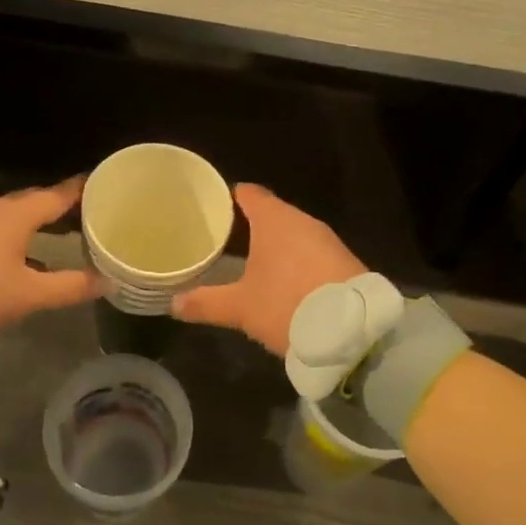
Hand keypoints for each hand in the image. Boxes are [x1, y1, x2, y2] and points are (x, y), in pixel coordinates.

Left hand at [0, 178, 100, 345]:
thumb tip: (108, 281)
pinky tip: (21, 256)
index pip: (56, 195)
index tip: (104, 185)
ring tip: (61, 233)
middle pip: (33, 201)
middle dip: (59, 205)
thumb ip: (71, 286)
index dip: (81, 190)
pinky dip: (14, 234)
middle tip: (87, 212)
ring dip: (36, 222)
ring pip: (11, 215)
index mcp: (13, 216)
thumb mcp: (28, 296)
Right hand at [172, 184, 365, 354]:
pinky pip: (312, 251)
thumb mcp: (240, 308)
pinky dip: (297, 259)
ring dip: (276, 243)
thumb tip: (173, 303)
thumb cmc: (287, 305)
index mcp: (274, 220)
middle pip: (272, 212)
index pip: (249, 194)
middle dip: (251, 224)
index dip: (231, 197)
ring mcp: (327, 240)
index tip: (215, 206)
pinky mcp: (344, 260)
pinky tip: (286, 279)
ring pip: (294, 233)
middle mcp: (302, 221)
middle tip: (226, 238)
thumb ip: (206, 302)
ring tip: (252, 259)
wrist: (352, 330)